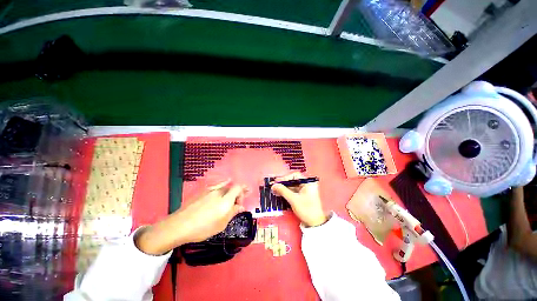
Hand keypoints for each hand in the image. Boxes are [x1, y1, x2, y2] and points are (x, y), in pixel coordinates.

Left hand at [135, 180, 246, 254]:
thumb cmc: (203, 228)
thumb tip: (241, 207)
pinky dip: (223, 185)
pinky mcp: (203, 191)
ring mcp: (210, 190)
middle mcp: (219, 191)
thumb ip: (233, 213)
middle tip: (241, 196)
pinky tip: (224, 185)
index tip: (241, 201)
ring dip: (232, 188)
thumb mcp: (221, 224)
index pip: (238, 188)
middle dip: (239, 191)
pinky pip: (217, 186)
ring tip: (235, 191)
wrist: (179, 225)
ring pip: (225, 185)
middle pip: (232, 186)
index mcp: (225, 200)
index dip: (243, 192)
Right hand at [271, 172, 326, 226]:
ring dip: (283, 188)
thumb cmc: (307, 210)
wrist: (315, 224)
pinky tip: (280, 194)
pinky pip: (293, 191)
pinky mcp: (303, 196)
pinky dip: (286, 192)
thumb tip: (274, 185)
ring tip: (275, 190)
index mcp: (308, 183)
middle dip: (283, 184)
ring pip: (292, 186)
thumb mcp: (293, 199)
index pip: (295, 175)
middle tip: (274, 186)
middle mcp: (307, 184)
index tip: (277, 181)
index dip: (285, 178)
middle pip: (293, 181)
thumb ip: (283, 190)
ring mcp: (305, 190)